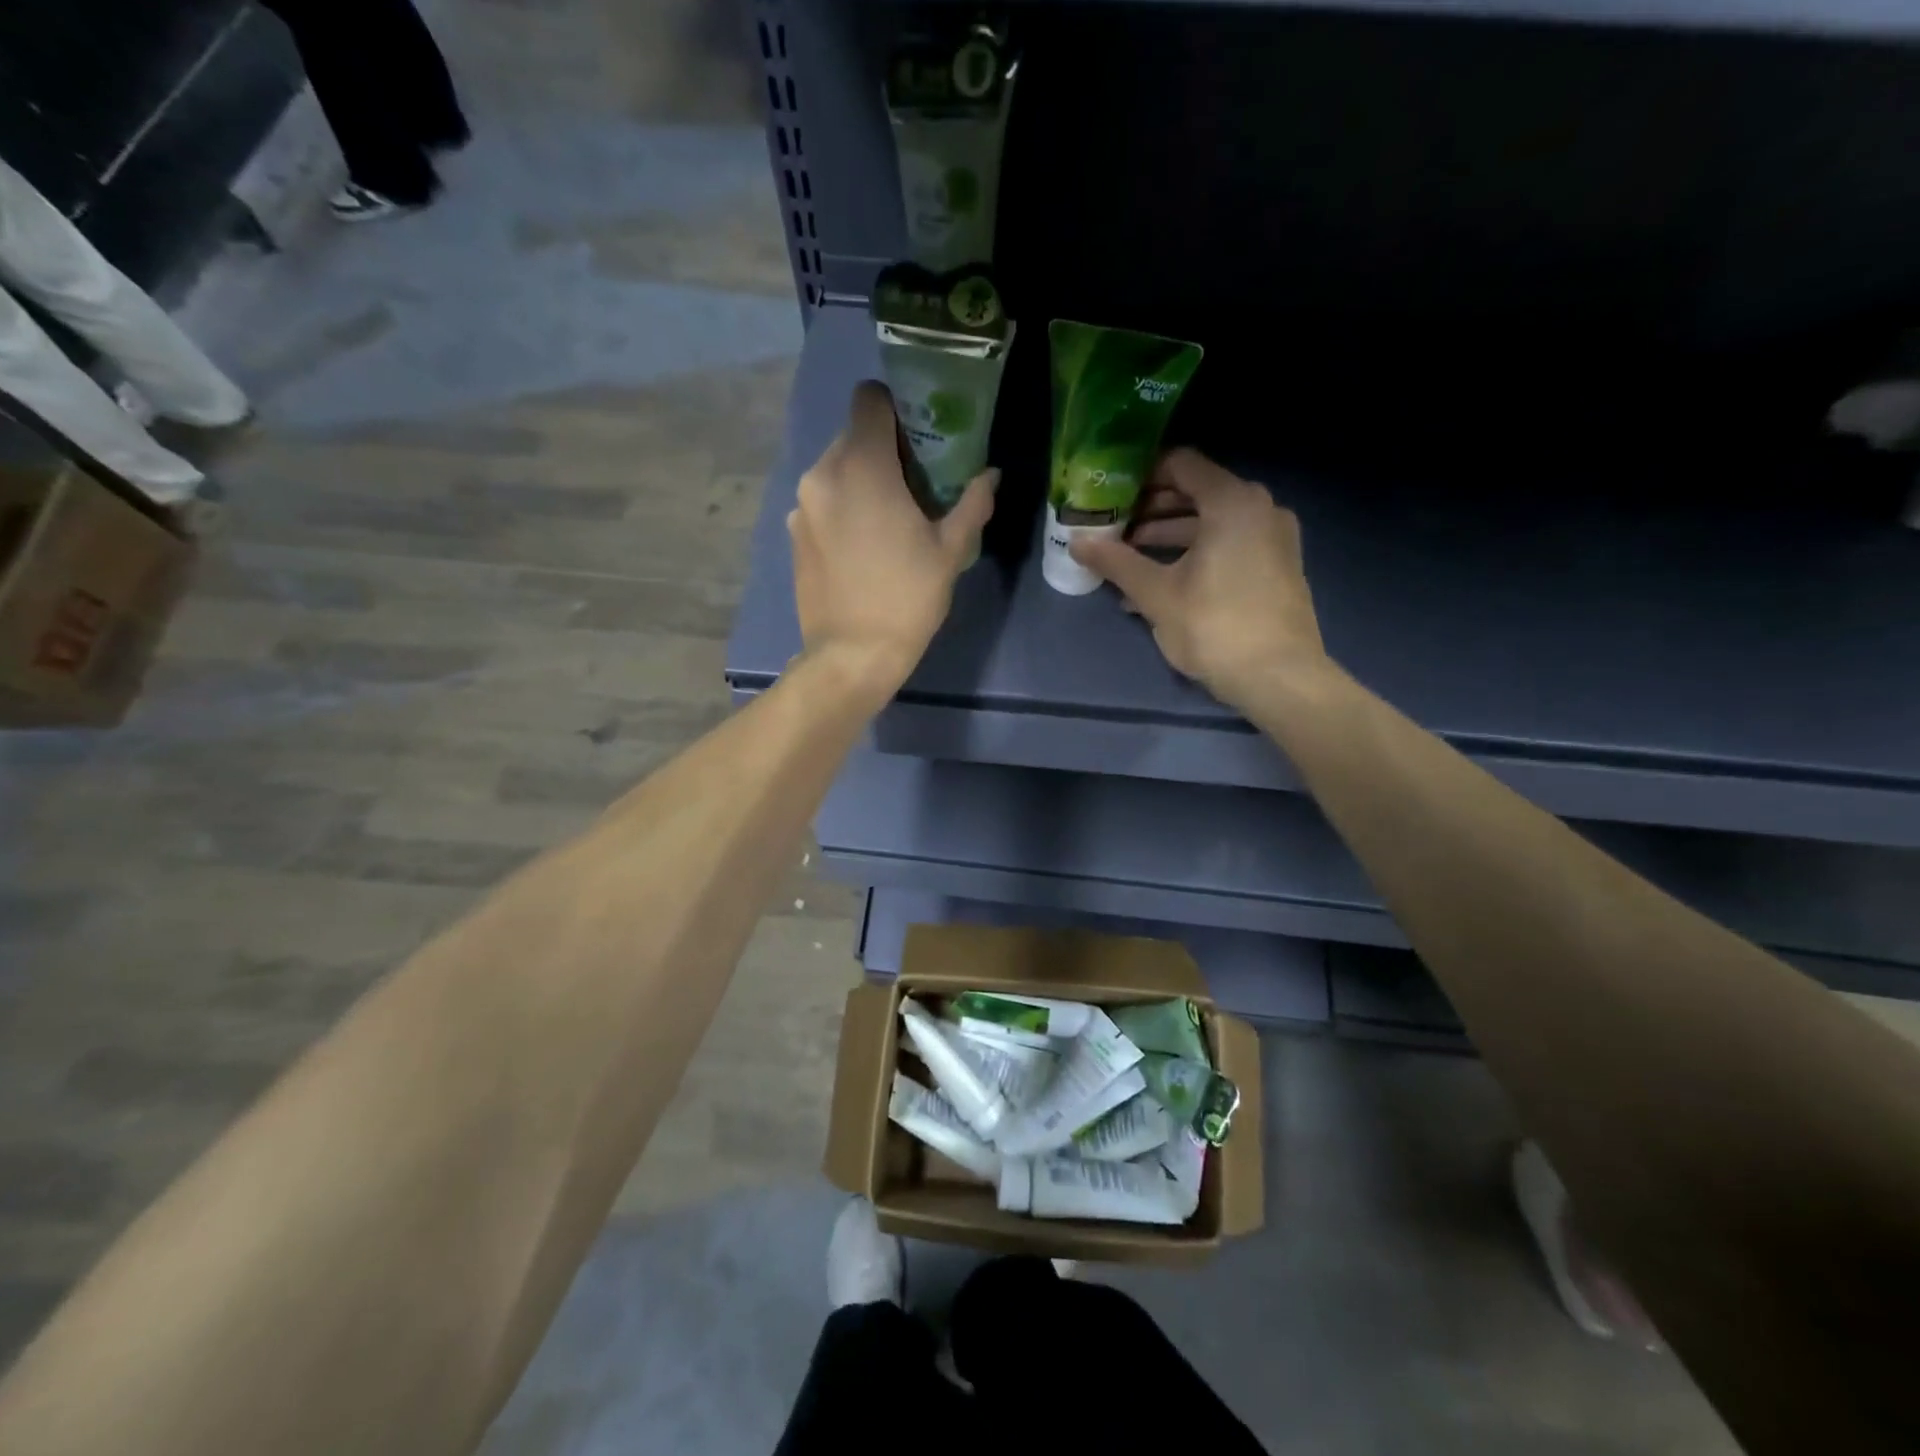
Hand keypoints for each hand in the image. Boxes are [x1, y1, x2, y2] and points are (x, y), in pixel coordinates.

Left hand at [790, 381, 995, 696]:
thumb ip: (972, 503)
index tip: (921, 436)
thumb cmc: (907, 598)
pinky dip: (843, 507)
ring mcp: (802, 505)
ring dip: (863, 480)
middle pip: (854, 435)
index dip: (898, 407)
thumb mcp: (950, 551)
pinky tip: (863, 546)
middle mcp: (822, 473)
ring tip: (889, 519)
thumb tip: (990, 475)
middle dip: (884, 449)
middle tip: (916, 484)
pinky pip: (822, 501)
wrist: (852, 655)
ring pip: (836, 469)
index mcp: (861, 466)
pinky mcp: (793, 534)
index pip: (870, 398)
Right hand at [1070, 448, 1328, 711]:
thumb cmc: (1214, 626)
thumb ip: (1116, 562)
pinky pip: (1231, 545)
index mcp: (1232, 502)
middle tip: (1116, 527)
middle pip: (1198, 492)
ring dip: (1171, 535)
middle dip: (1153, 510)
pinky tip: (1164, 583)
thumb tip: (1076, 541)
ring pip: (1213, 523)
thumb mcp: (1157, 594)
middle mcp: (1259, 508)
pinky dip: (1197, 553)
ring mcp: (1274, 538)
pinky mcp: (1278, 566)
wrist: (1279, 678)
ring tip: (1131, 559)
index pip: (1182, 464)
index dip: (1142, 475)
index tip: (1111, 493)